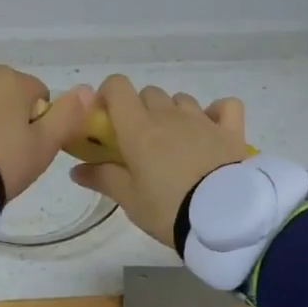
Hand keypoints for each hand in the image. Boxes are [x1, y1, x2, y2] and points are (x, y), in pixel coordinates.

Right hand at [70, 75, 250, 247]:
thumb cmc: (168, 208)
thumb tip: (75, 170)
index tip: (106, 118)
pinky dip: (217, 112)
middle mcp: (169, 115)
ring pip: (181, 100)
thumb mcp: (130, 200)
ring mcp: (202, 119)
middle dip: (140, 109)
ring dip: (173, 112)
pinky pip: (225, 106)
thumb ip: (103, 178)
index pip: (118, 87)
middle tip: (140, 142)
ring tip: (175, 143)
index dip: (109, 95)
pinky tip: (212, 129)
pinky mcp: (231, 130)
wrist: (224, 219)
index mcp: (138, 128)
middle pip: (149, 93)